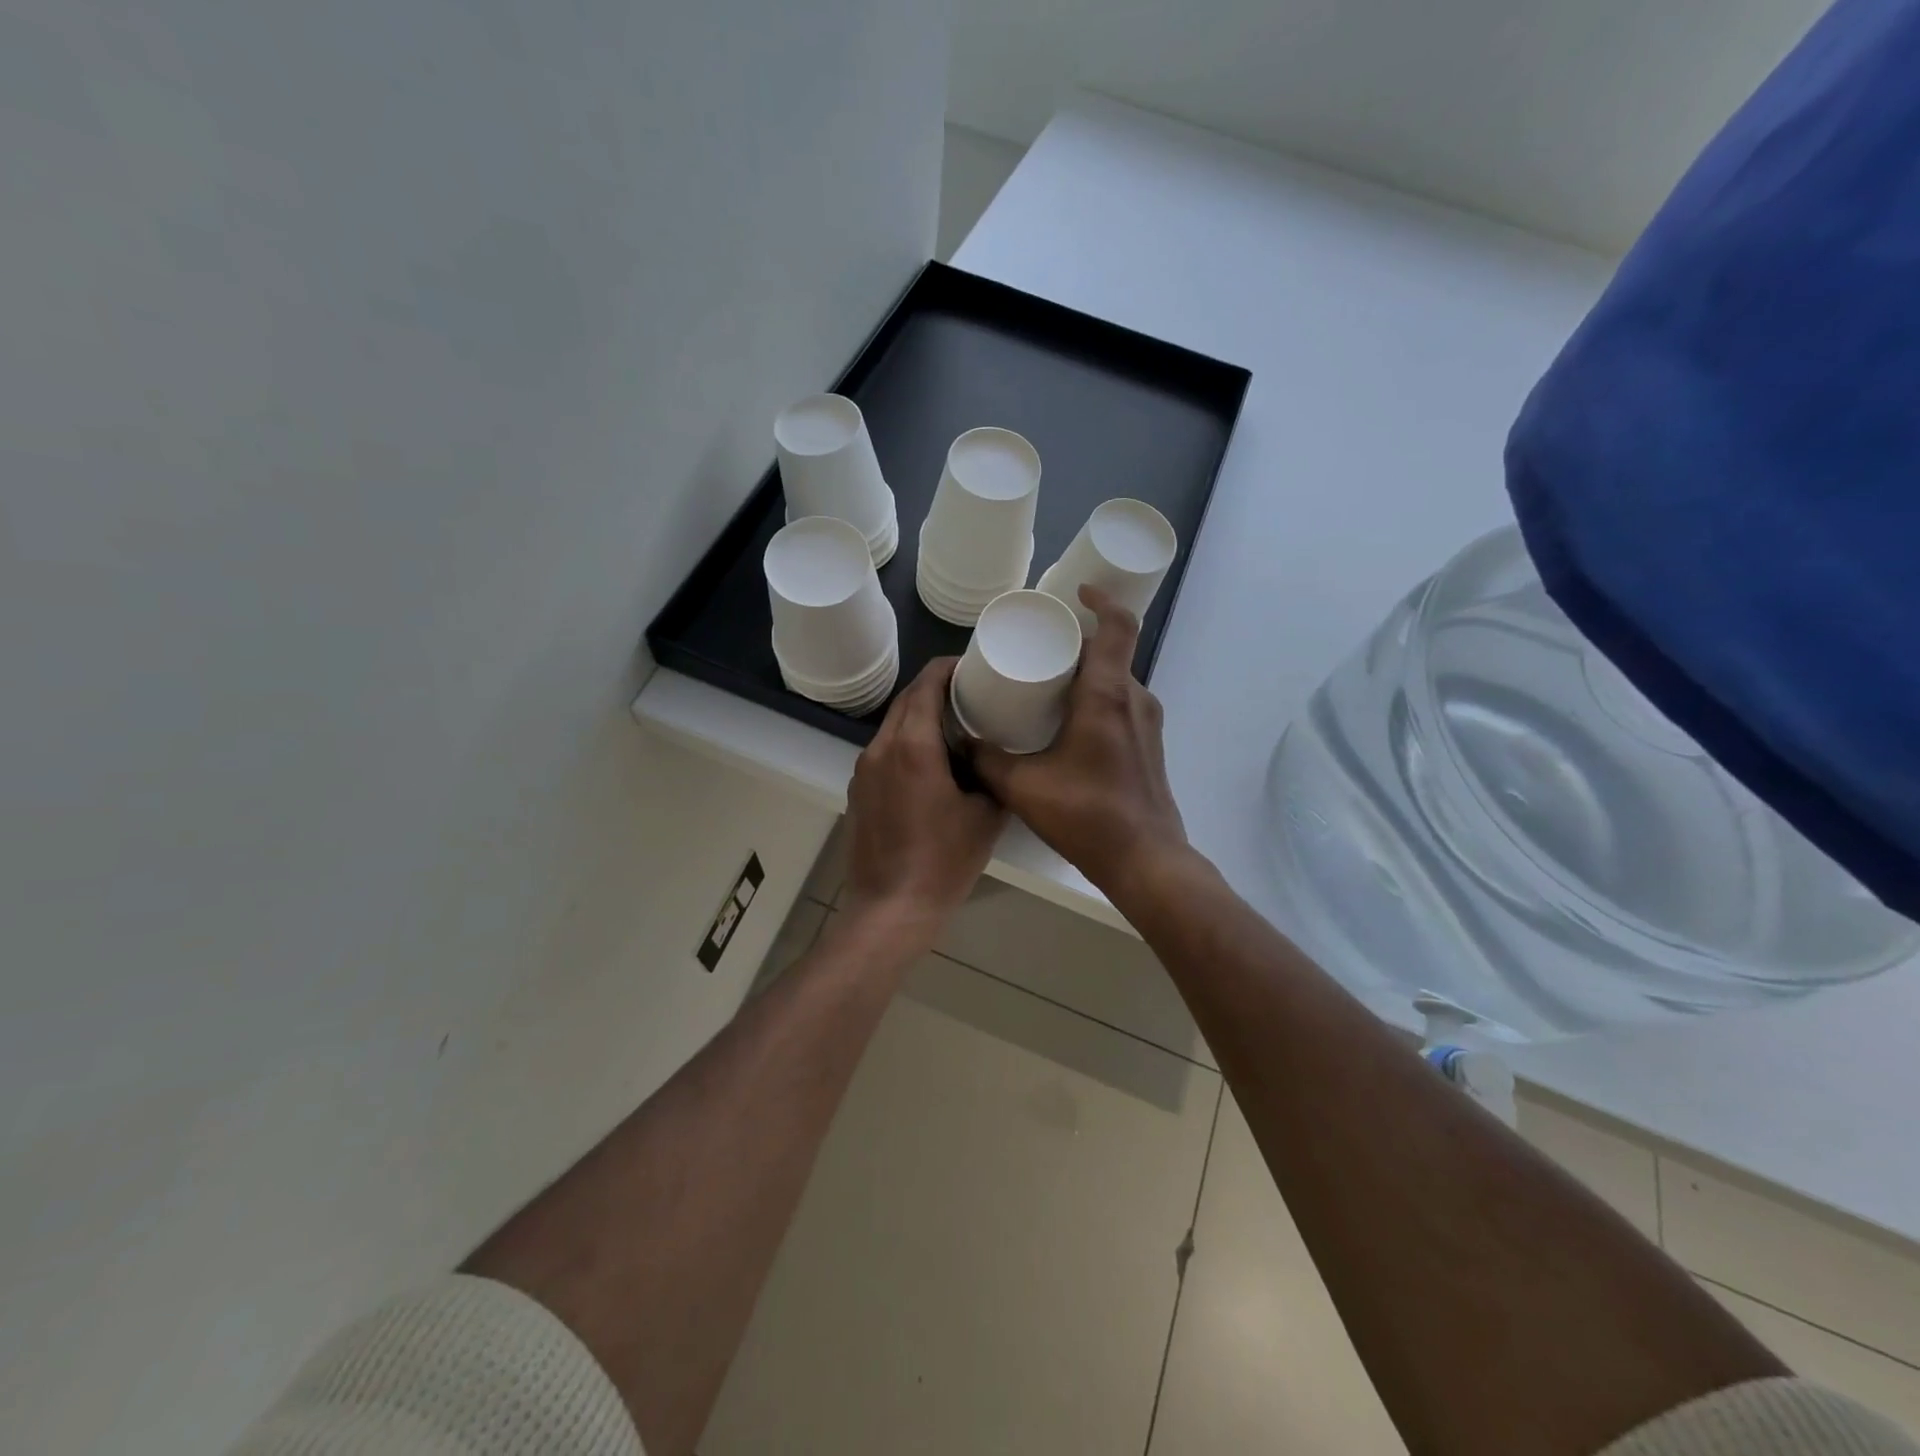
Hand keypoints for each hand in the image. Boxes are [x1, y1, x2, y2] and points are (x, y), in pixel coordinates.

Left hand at [841, 657, 1005, 952]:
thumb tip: (991, 756)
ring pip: (893, 725)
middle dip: (936, 688)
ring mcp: (864, 770)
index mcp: (913, 746)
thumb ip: (991, 775)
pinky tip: (931, 762)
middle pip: (906, 700)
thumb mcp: (985, 816)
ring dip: (920, 715)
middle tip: (971, 692)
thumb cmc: (943, 862)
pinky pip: (884, 751)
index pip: (926, 684)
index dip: (950, 667)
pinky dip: (907, 743)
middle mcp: (881, 748)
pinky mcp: (858, 791)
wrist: (891, 909)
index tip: (974, 666)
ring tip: (955, 724)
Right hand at [967, 587, 1187, 899]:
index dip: (1100, 601)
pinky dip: (1098, 699)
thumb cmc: (1086, 815)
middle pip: (1112, 651)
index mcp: (1106, 695)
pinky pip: (1123, 705)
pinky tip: (1069, 723)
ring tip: (1049, 682)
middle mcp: (1134, 700)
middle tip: (1041, 646)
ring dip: (1088, 673)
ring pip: (1118, 680)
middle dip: (1079, 641)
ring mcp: (1148, 724)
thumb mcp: (1022, 786)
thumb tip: (963, 742)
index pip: (1117, 627)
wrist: (1145, 860)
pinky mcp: (1150, 746)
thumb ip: (986, 760)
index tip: (1075, 593)